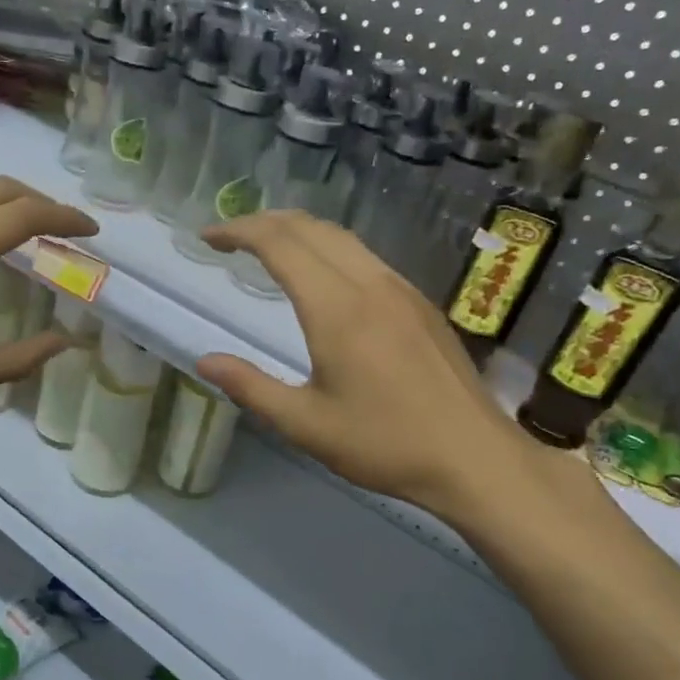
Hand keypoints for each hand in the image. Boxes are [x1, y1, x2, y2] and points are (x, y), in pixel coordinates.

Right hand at [195, 212, 575, 531]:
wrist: (474, 457)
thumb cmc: (384, 444)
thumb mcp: (305, 425)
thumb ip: (250, 387)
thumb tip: (205, 361)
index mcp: (336, 309)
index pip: (280, 244)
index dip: (239, 231)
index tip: (208, 237)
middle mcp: (370, 285)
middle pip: (311, 228)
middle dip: (265, 222)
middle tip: (230, 237)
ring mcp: (401, 290)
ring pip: (342, 238)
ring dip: (298, 232)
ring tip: (267, 248)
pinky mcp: (419, 303)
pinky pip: (365, 257)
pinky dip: (328, 249)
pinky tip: (321, 276)